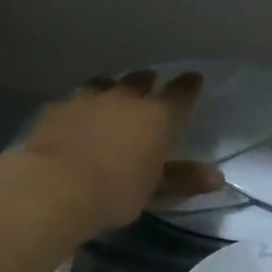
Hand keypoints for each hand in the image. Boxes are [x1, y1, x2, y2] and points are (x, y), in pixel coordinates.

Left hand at [19, 71, 221, 232]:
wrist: (54, 187)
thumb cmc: (115, 191)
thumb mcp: (155, 190)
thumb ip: (184, 179)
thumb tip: (218, 177)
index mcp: (156, 116)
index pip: (180, 93)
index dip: (189, 86)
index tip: (194, 80)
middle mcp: (124, 99)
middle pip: (140, 81)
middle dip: (147, 82)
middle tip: (149, 86)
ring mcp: (87, 100)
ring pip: (104, 84)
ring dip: (111, 89)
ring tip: (110, 97)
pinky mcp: (56, 110)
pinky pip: (74, 101)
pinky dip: (81, 107)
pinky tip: (76, 119)